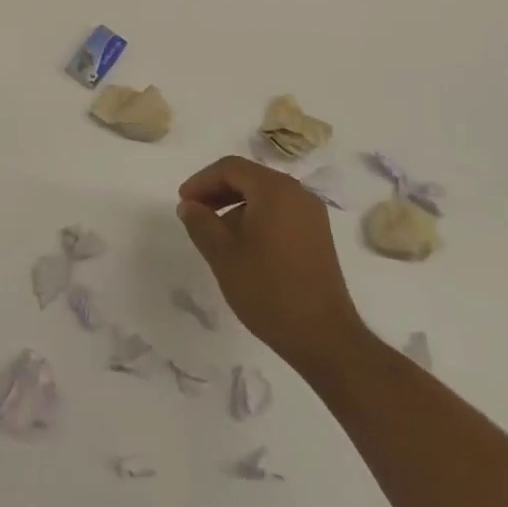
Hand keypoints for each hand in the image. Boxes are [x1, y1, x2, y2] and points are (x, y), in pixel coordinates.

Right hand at [177, 157, 363, 367]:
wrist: (324, 338)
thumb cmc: (268, 290)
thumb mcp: (223, 255)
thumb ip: (200, 222)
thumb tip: (188, 205)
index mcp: (275, 190)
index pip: (230, 168)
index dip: (202, 181)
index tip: (183, 202)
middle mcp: (297, 193)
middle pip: (249, 177)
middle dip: (217, 191)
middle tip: (194, 212)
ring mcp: (311, 215)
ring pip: (264, 195)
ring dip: (235, 205)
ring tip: (214, 232)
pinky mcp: (317, 236)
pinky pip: (279, 211)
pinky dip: (255, 217)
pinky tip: (242, 244)